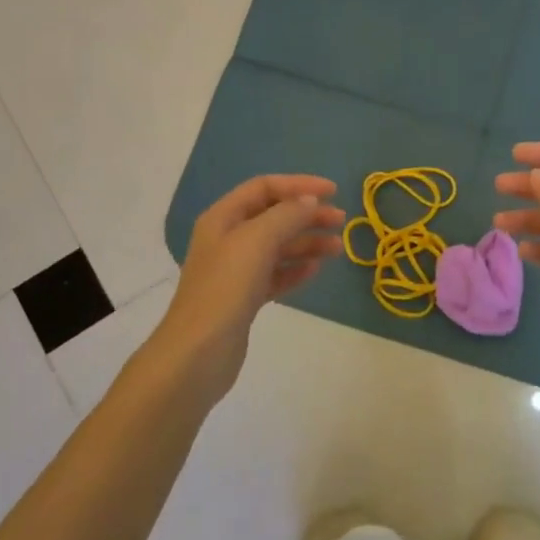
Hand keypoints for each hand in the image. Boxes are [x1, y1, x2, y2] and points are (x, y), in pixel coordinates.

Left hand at [156, 174, 345, 400]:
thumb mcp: (257, 241)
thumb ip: (286, 215)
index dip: (299, 185)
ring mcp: (235, 271)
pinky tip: (315, 271)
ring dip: (307, 242)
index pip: (264, 187)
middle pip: (273, 216)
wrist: (198, 354)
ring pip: (277, 247)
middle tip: (341, 221)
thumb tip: (309, 201)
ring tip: (337, 249)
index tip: (333, 192)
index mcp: (223, 218)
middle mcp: (227, 239)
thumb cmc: (225, 288)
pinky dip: (295, 269)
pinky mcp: (244, 299)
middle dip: (307, 215)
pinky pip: (275, 275)